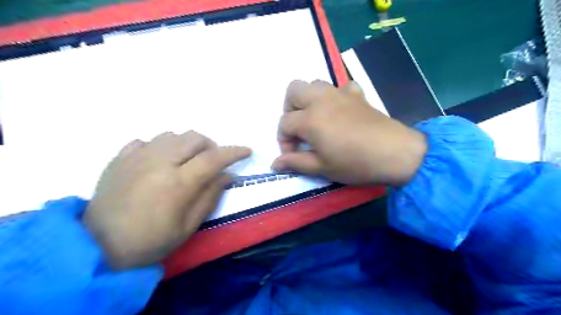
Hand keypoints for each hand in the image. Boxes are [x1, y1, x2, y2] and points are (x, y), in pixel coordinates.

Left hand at [84, 132, 250, 268]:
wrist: (99, 247)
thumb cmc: (151, 241)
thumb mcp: (189, 226)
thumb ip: (210, 196)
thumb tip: (227, 175)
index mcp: (177, 183)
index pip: (213, 158)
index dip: (234, 152)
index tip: (247, 151)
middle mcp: (158, 162)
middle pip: (194, 138)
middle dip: (211, 146)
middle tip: (212, 162)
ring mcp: (136, 157)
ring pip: (172, 134)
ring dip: (187, 144)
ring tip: (187, 161)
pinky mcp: (120, 158)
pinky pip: (147, 140)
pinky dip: (162, 147)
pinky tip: (160, 162)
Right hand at [274, 79, 427, 184]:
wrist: (394, 153)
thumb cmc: (355, 163)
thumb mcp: (322, 167)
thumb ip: (296, 163)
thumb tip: (275, 164)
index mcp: (310, 119)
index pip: (284, 123)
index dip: (283, 140)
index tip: (291, 154)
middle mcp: (321, 100)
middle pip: (293, 90)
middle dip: (289, 108)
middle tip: (298, 128)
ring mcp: (340, 94)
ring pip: (315, 83)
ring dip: (309, 99)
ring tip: (316, 119)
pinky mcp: (357, 95)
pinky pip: (342, 86)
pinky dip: (336, 96)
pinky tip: (340, 110)